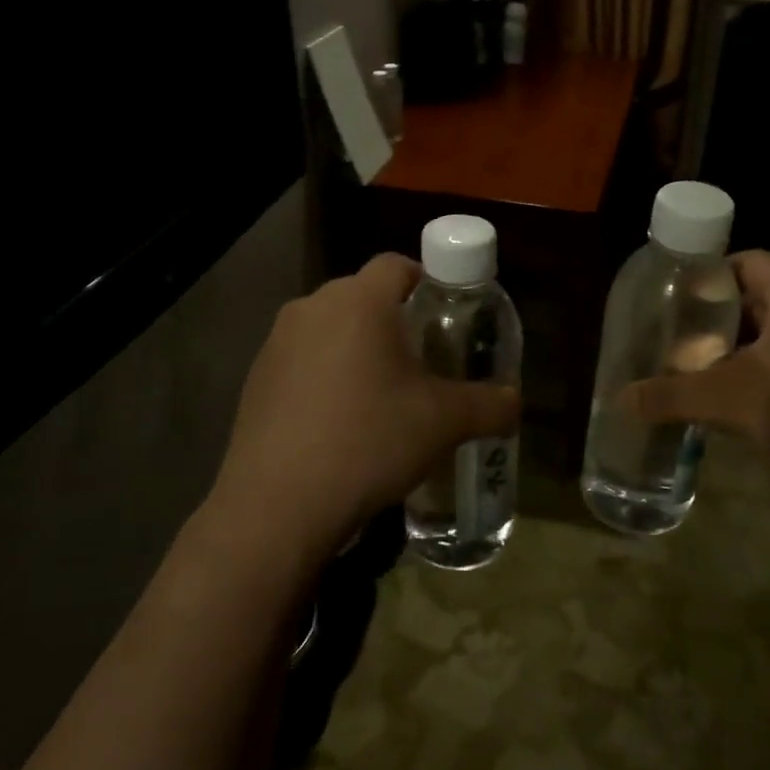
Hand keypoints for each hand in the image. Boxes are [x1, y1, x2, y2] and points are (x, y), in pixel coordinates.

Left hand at [205, 254, 519, 565]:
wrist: (278, 505)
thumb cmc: (370, 442)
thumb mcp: (443, 423)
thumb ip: (489, 405)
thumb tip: (514, 401)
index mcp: (359, 302)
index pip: (397, 264)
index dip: (426, 280)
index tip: (444, 314)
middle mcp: (312, 308)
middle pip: (362, 295)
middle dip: (393, 319)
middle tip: (421, 359)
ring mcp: (276, 342)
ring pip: (329, 328)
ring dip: (356, 347)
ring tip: (380, 393)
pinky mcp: (255, 378)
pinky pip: (301, 359)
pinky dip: (323, 375)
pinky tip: (338, 421)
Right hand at [625, 251, 769, 516]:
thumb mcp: (736, 405)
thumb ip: (674, 397)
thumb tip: (618, 399)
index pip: (749, 261)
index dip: (709, 275)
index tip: (674, 302)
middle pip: (763, 298)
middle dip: (719, 320)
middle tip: (679, 342)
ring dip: (744, 350)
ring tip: (703, 373)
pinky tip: (747, 405)